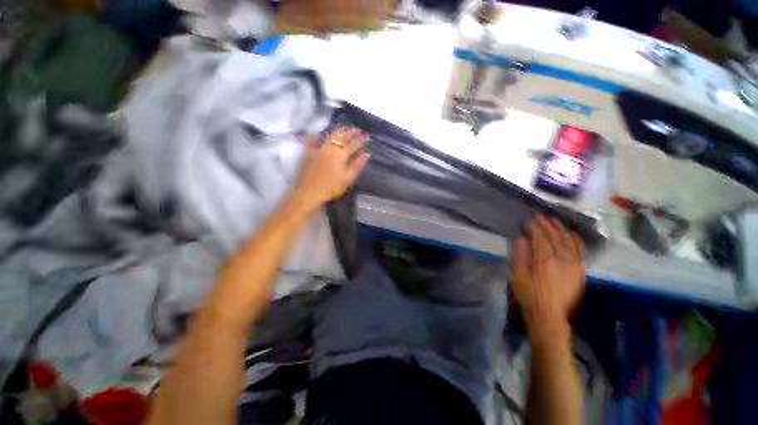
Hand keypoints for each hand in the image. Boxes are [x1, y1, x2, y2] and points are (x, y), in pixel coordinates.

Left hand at [294, 128, 370, 209]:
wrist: (310, 192)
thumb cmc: (332, 188)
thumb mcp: (348, 178)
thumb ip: (358, 165)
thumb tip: (367, 154)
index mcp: (341, 155)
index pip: (353, 144)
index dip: (361, 139)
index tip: (367, 136)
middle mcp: (330, 149)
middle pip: (342, 136)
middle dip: (350, 132)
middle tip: (357, 129)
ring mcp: (319, 149)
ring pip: (329, 136)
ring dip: (338, 131)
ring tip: (343, 129)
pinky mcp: (309, 153)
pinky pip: (311, 141)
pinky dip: (314, 135)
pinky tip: (315, 131)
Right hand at [510, 215, 584, 331]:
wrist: (550, 316)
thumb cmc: (529, 295)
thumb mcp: (518, 275)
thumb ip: (520, 255)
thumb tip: (522, 239)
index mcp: (545, 260)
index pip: (540, 238)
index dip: (534, 227)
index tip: (528, 220)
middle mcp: (563, 259)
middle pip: (555, 237)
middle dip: (547, 225)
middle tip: (540, 216)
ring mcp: (574, 264)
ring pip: (569, 241)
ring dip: (561, 229)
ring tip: (555, 220)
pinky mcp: (580, 271)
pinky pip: (580, 250)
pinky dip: (575, 239)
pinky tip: (571, 234)